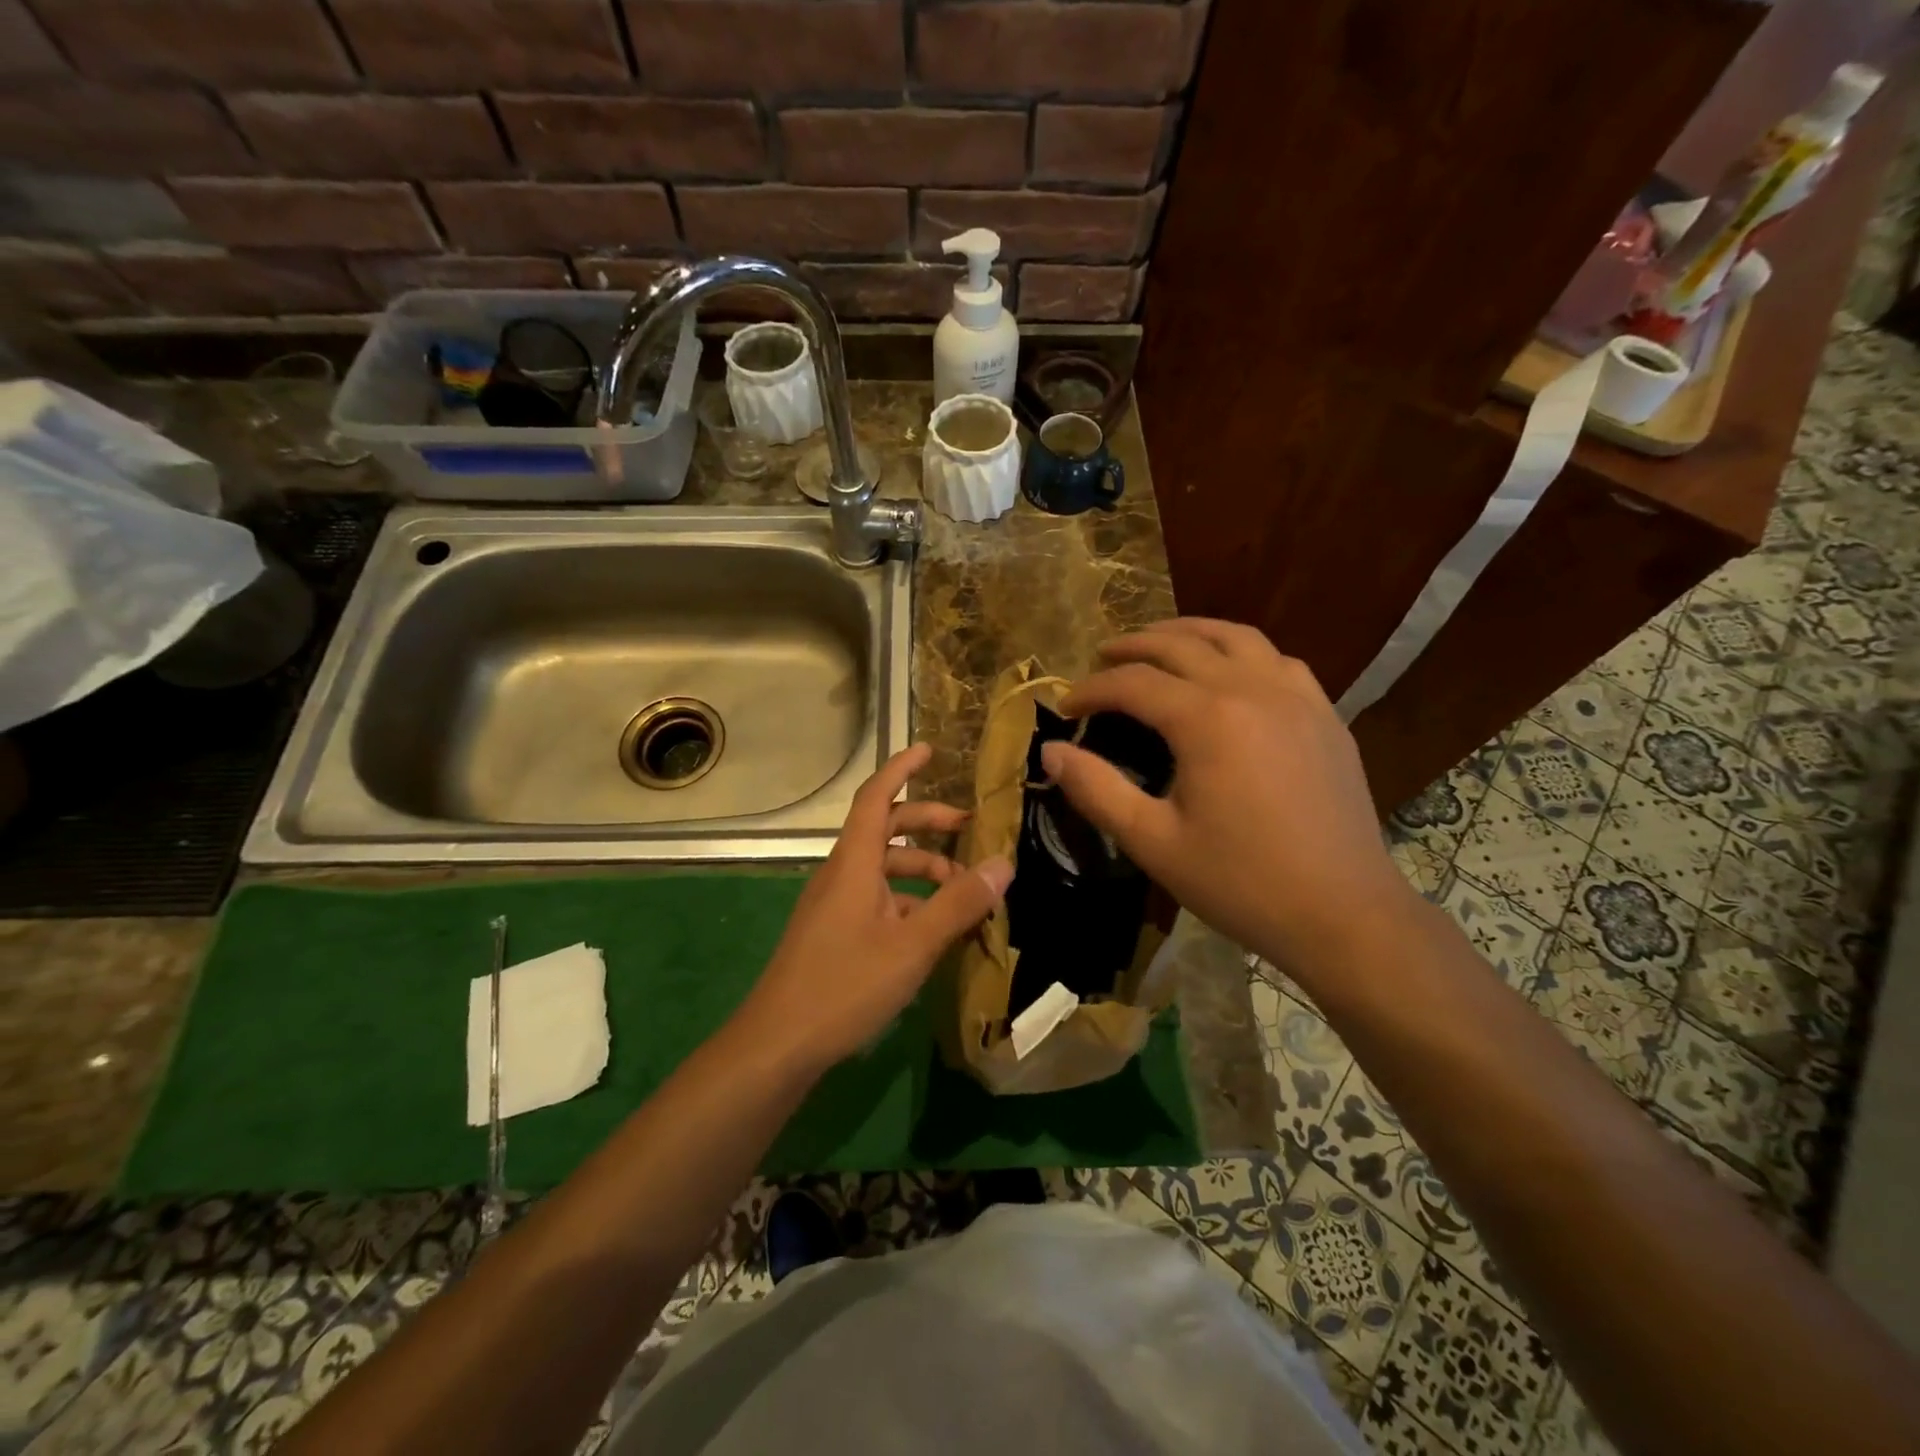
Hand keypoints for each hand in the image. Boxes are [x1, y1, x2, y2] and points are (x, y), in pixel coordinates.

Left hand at [743, 743, 1013, 1070]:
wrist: (778, 1044)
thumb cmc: (844, 985)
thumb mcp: (912, 946)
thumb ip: (958, 904)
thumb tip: (1003, 863)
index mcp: (854, 863)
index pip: (877, 797)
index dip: (902, 769)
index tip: (930, 751)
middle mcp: (842, 874)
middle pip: (886, 830)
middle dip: (928, 824)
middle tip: (969, 831)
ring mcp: (835, 904)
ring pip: (884, 869)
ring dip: (924, 870)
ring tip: (965, 892)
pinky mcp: (835, 932)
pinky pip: (878, 899)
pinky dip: (910, 901)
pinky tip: (935, 929)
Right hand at [1040, 618, 1407, 973]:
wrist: (1344, 914)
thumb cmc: (1241, 882)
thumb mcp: (1153, 842)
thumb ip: (1096, 790)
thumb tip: (1050, 752)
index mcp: (1207, 719)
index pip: (1133, 683)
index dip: (1091, 690)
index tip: (1064, 708)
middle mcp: (1252, 689)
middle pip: (1180, 644)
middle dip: (1132, 647)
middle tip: (1100, 658)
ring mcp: (1297, 696)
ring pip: (1235, 637)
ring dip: (1188, 632)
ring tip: (1158, 643)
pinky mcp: (1325, 714)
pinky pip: (1276, 660)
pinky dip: (1240, 651)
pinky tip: (1229, 671)